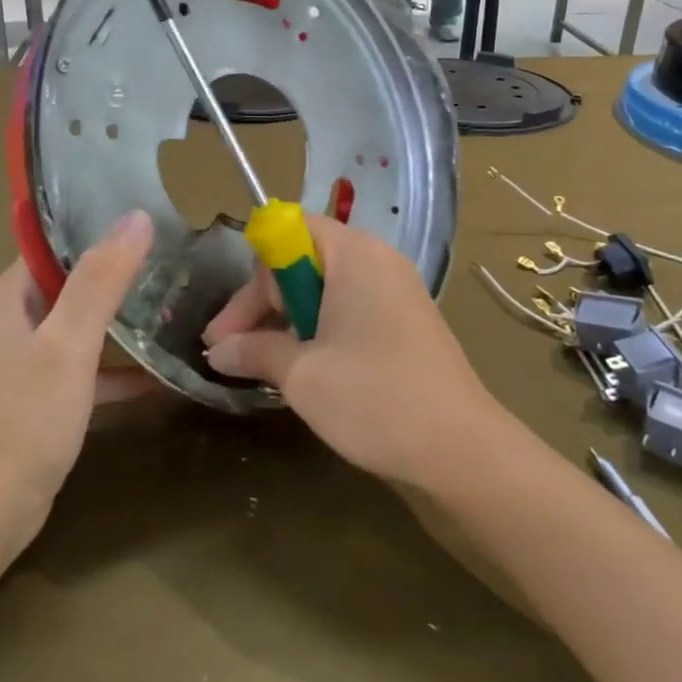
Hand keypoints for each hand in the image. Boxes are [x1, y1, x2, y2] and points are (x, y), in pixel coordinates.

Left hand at [0, 210, 157, 536]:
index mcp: (13, 295)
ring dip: (125, 316)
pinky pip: (90, 368)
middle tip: (178, 257)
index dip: (100, 224)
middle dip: (122, 269)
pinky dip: (121, 368)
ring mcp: (32, 359)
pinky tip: (163, 374)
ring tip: (178, 302)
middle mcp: (19, 319)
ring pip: (85, 323)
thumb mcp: (67, 343)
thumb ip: (101, 280)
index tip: (154, 216)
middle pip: (76, 279)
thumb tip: (137, 216)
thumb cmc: (24, 420)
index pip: (57, 239)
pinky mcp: (47, 396)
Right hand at [202, 215, 508, 490]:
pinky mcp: (408, 321)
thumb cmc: (375, 398)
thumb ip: (254, 352)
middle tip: (234, 352)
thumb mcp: (302, 375)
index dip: (254, 275)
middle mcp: (378, 260)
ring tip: (265, 365)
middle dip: (264, 304)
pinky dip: (321, 330)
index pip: (289, 232)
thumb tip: (218, 352)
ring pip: (326, 289)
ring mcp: (398, 290)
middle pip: (304, 261)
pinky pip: (351, 308)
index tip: (231, 328)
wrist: (463, 449)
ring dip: (289, 321)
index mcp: (354, 254)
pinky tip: (308, 368)